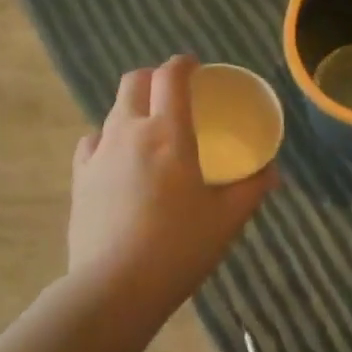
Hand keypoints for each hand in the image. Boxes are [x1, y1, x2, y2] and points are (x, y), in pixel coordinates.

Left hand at [67, 55, 276, 320]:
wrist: (114, 288)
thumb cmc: (179, 248)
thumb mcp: (227, 220)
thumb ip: (252, 189)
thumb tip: (272, 172)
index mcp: (168, 133)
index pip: (170, 77)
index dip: (183, 64)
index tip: (194, 67)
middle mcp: (129, 132)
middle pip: (134, 82)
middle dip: (154, 78)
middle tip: (173, 94)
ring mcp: (98, 154)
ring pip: (113, 111)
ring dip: (133, 109)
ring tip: (150, 132)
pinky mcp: (79, 178)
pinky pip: (93, 142)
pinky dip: (108, 139)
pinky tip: (119, 161)